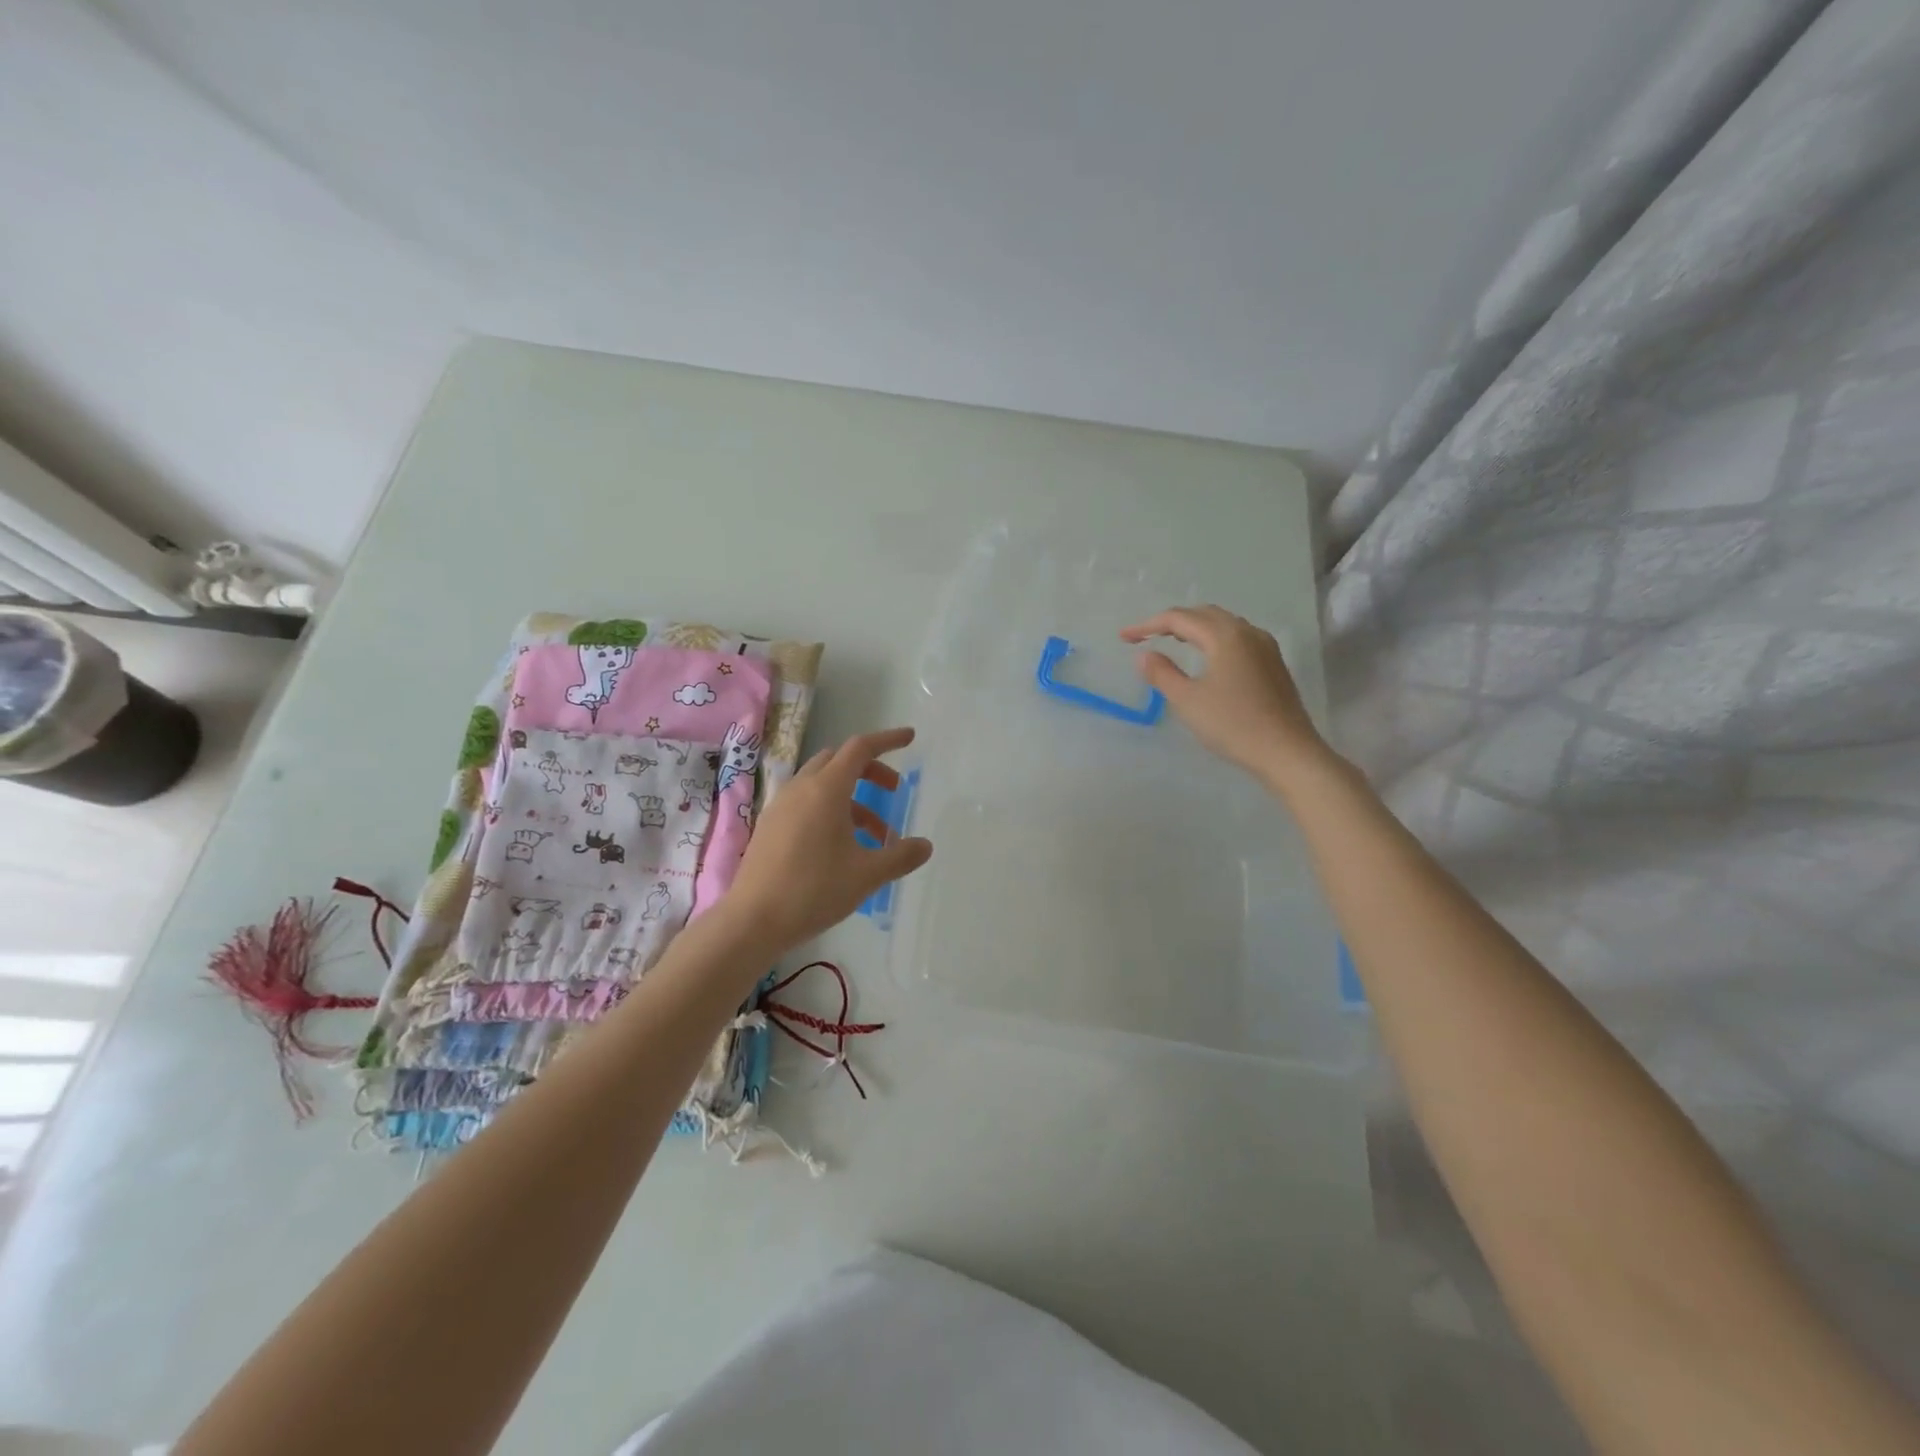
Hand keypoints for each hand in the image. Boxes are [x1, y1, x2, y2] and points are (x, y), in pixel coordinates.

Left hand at [725, 727, 932, 951]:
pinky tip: (842, 847)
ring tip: (876, 834)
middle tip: (893, 791)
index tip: (909, 739)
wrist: (753, 920)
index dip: (887, 740)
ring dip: (853, 798)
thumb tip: (925, 846)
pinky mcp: (770, 825)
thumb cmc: (814, 890)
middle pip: (840, 761)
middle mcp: (801, 788)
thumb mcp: (867, 875)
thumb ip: (900, 856)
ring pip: (822, 784)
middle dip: (870, 770)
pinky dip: (831, 810)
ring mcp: (781, 806)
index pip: (860, 749)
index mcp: (826, 789)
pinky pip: (806, 803)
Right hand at [1121, 606, 1329, 784]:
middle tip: (1147, 636)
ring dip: (1195, 628)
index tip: (1124, 638)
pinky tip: (1206, 657)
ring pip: (1223, 624)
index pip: (1179, 619)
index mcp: (1225, 636)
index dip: (1148, 625)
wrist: (1286, 752)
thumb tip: (1144, 655)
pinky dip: (1213, 639)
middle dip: (1172, 621)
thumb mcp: (1188, 701)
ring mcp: (1265, 647)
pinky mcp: (1273, 664)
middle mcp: (1247, 632)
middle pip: (1204, 614)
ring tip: (1172, 642)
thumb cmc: (1232, 725)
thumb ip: (1162, 673)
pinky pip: (1237, 638)